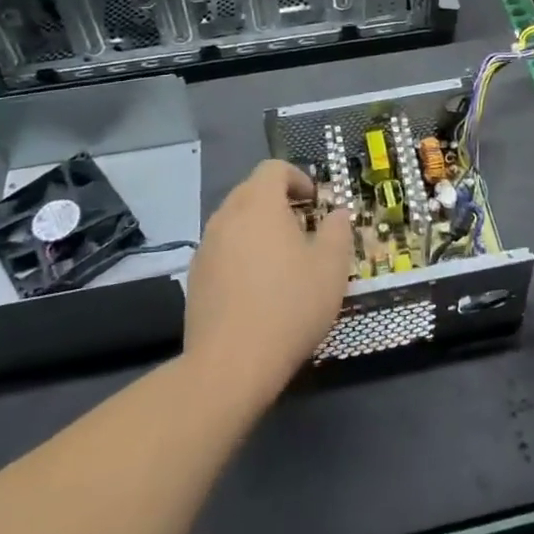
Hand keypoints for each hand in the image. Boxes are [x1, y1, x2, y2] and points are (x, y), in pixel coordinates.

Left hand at [185, 160, 353, 405]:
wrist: (229, 365)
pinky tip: (257, 289)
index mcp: (259, 203)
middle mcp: (227, 216)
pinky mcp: (195, 278)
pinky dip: (241, 255)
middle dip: (278, 202)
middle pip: (252, 191)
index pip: (274, 168)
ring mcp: (206, 247)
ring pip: (235, 222)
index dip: (298, 177)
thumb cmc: (289, 306)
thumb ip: (338, 231)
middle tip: (303, 229)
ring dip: (258, 229)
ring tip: (282, 261)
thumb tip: (338, 214)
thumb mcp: (331, 267)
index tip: (315, 202)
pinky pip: (222, 250)